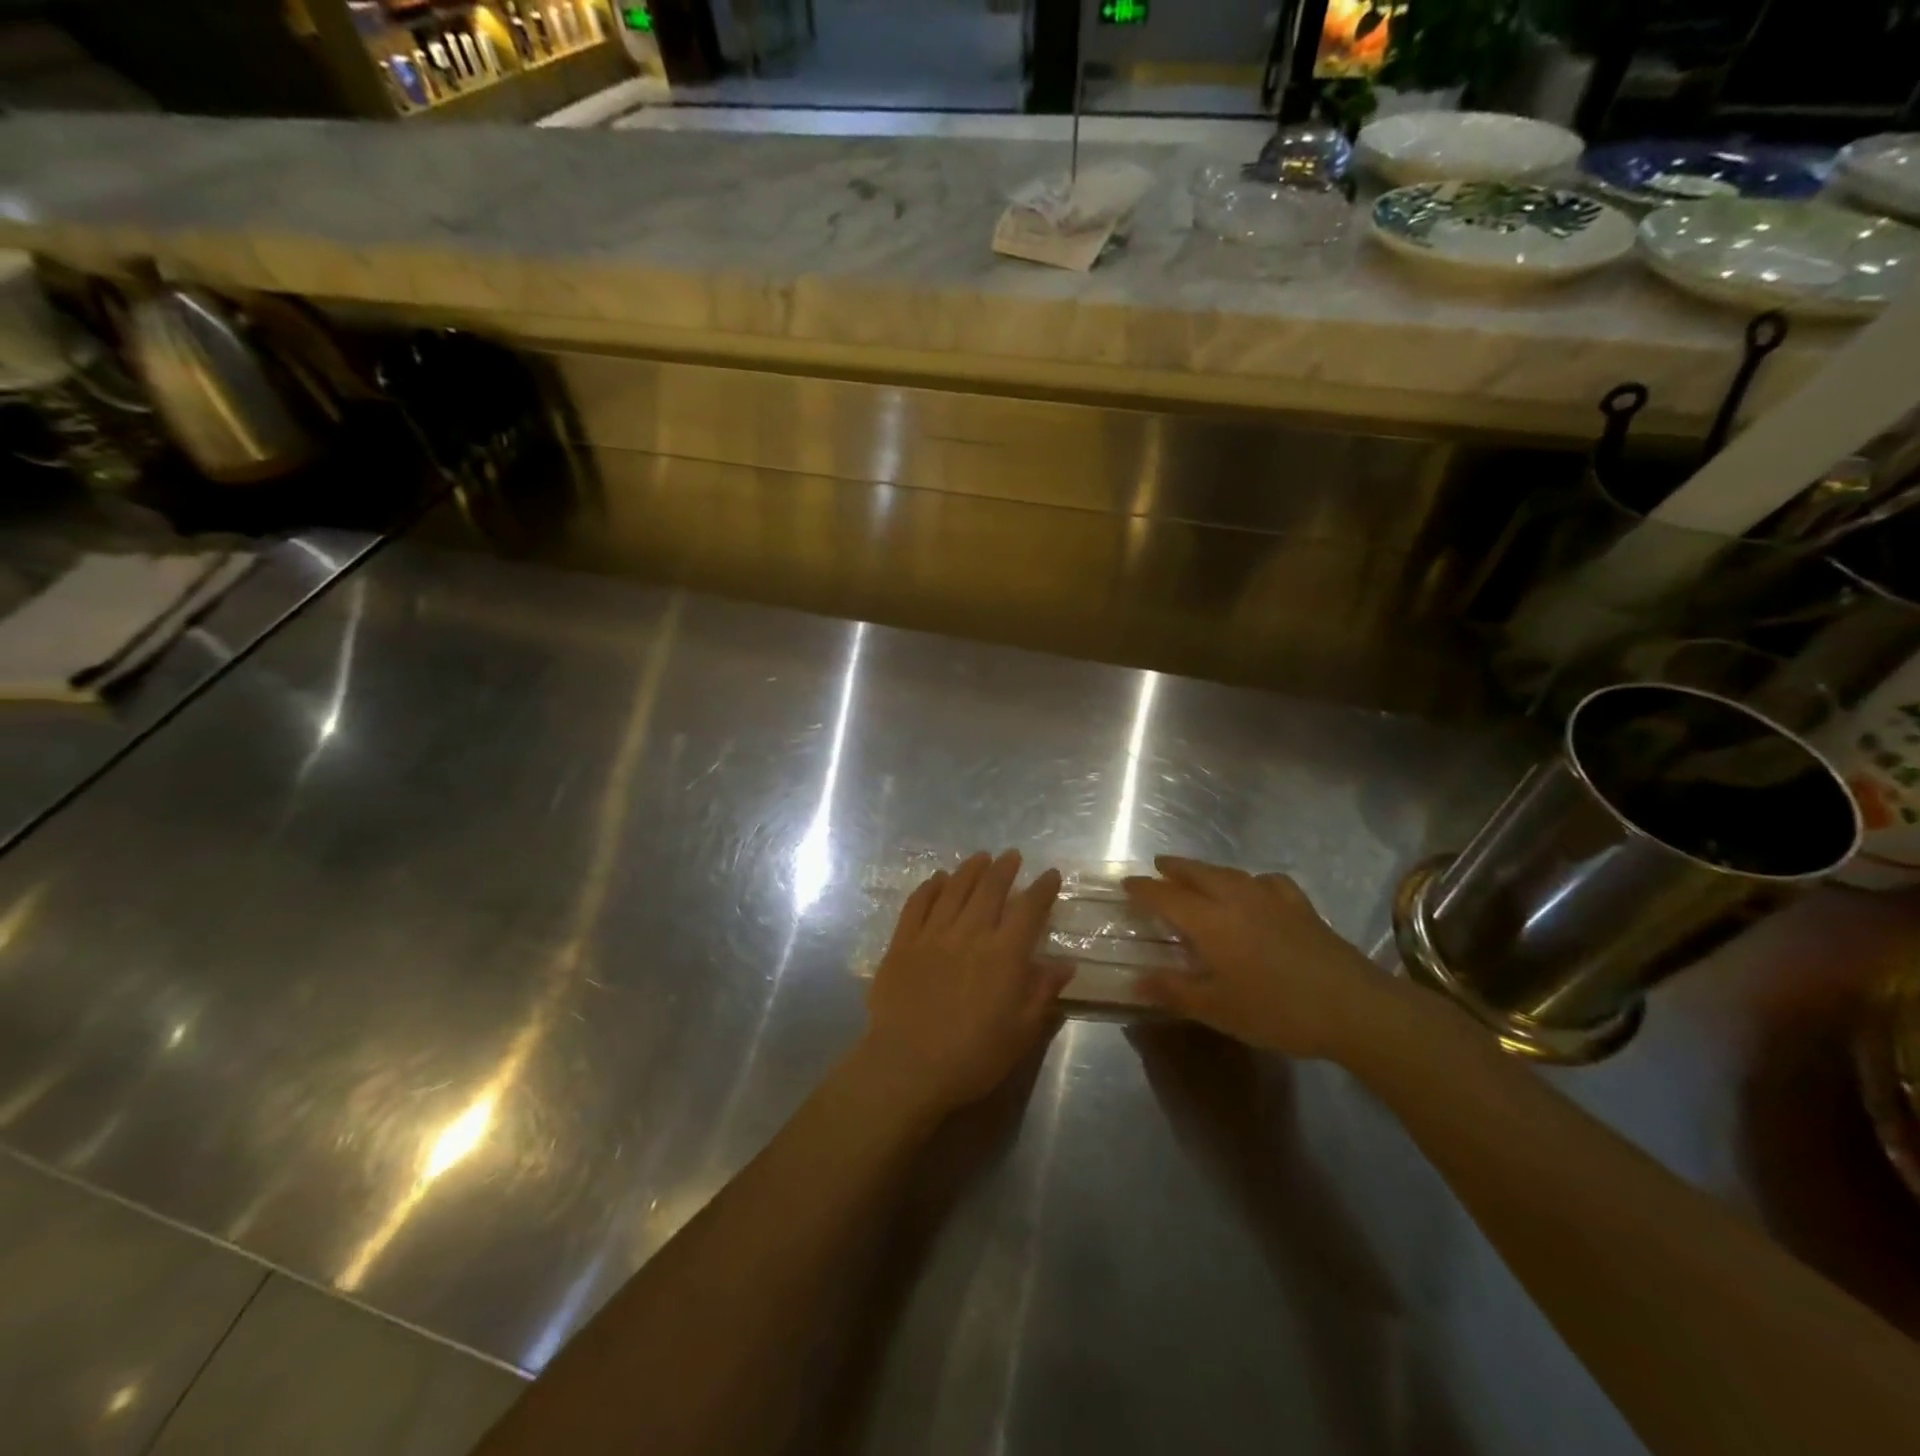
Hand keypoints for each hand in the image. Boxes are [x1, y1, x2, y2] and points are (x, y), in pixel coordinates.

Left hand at [858, 850, 1071, 1117]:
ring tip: (980, 857)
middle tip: (1012, 856)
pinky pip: (917, 904)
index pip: (1028, 910)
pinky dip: (929, 887)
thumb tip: (1065, 964)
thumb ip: (1041, 992)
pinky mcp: (902, 943)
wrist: (907, 1066)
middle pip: (990, 889)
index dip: (1042, 889)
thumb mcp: (1020, 1032)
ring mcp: (932, 935)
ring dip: (970, 870)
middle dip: (1004, 869)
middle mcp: (970, 934)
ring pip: (954, 889)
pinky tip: (937, 879)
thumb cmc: (972, 1057)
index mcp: (1003, 955)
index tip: (1050, 874)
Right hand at [1122, 856, 1409, 1062]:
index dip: (1144, 889)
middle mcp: (1236, 899)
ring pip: (1231, 873)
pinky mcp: (1301, 907)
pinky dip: (1251, 880)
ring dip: (1208, 870)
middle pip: (1198, 873)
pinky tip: (1256, 890)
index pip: (1166, 896)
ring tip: (1199, 875)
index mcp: (1210, 921)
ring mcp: (1272, 899)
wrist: (1353, 1007)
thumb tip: (1136, 981)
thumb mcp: (1218, 1009)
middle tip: (1159, 866)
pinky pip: (1267, 882)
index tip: (1126, 883)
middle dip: (1175, 868)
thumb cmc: (1276, 1010)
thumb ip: (1174, 991)